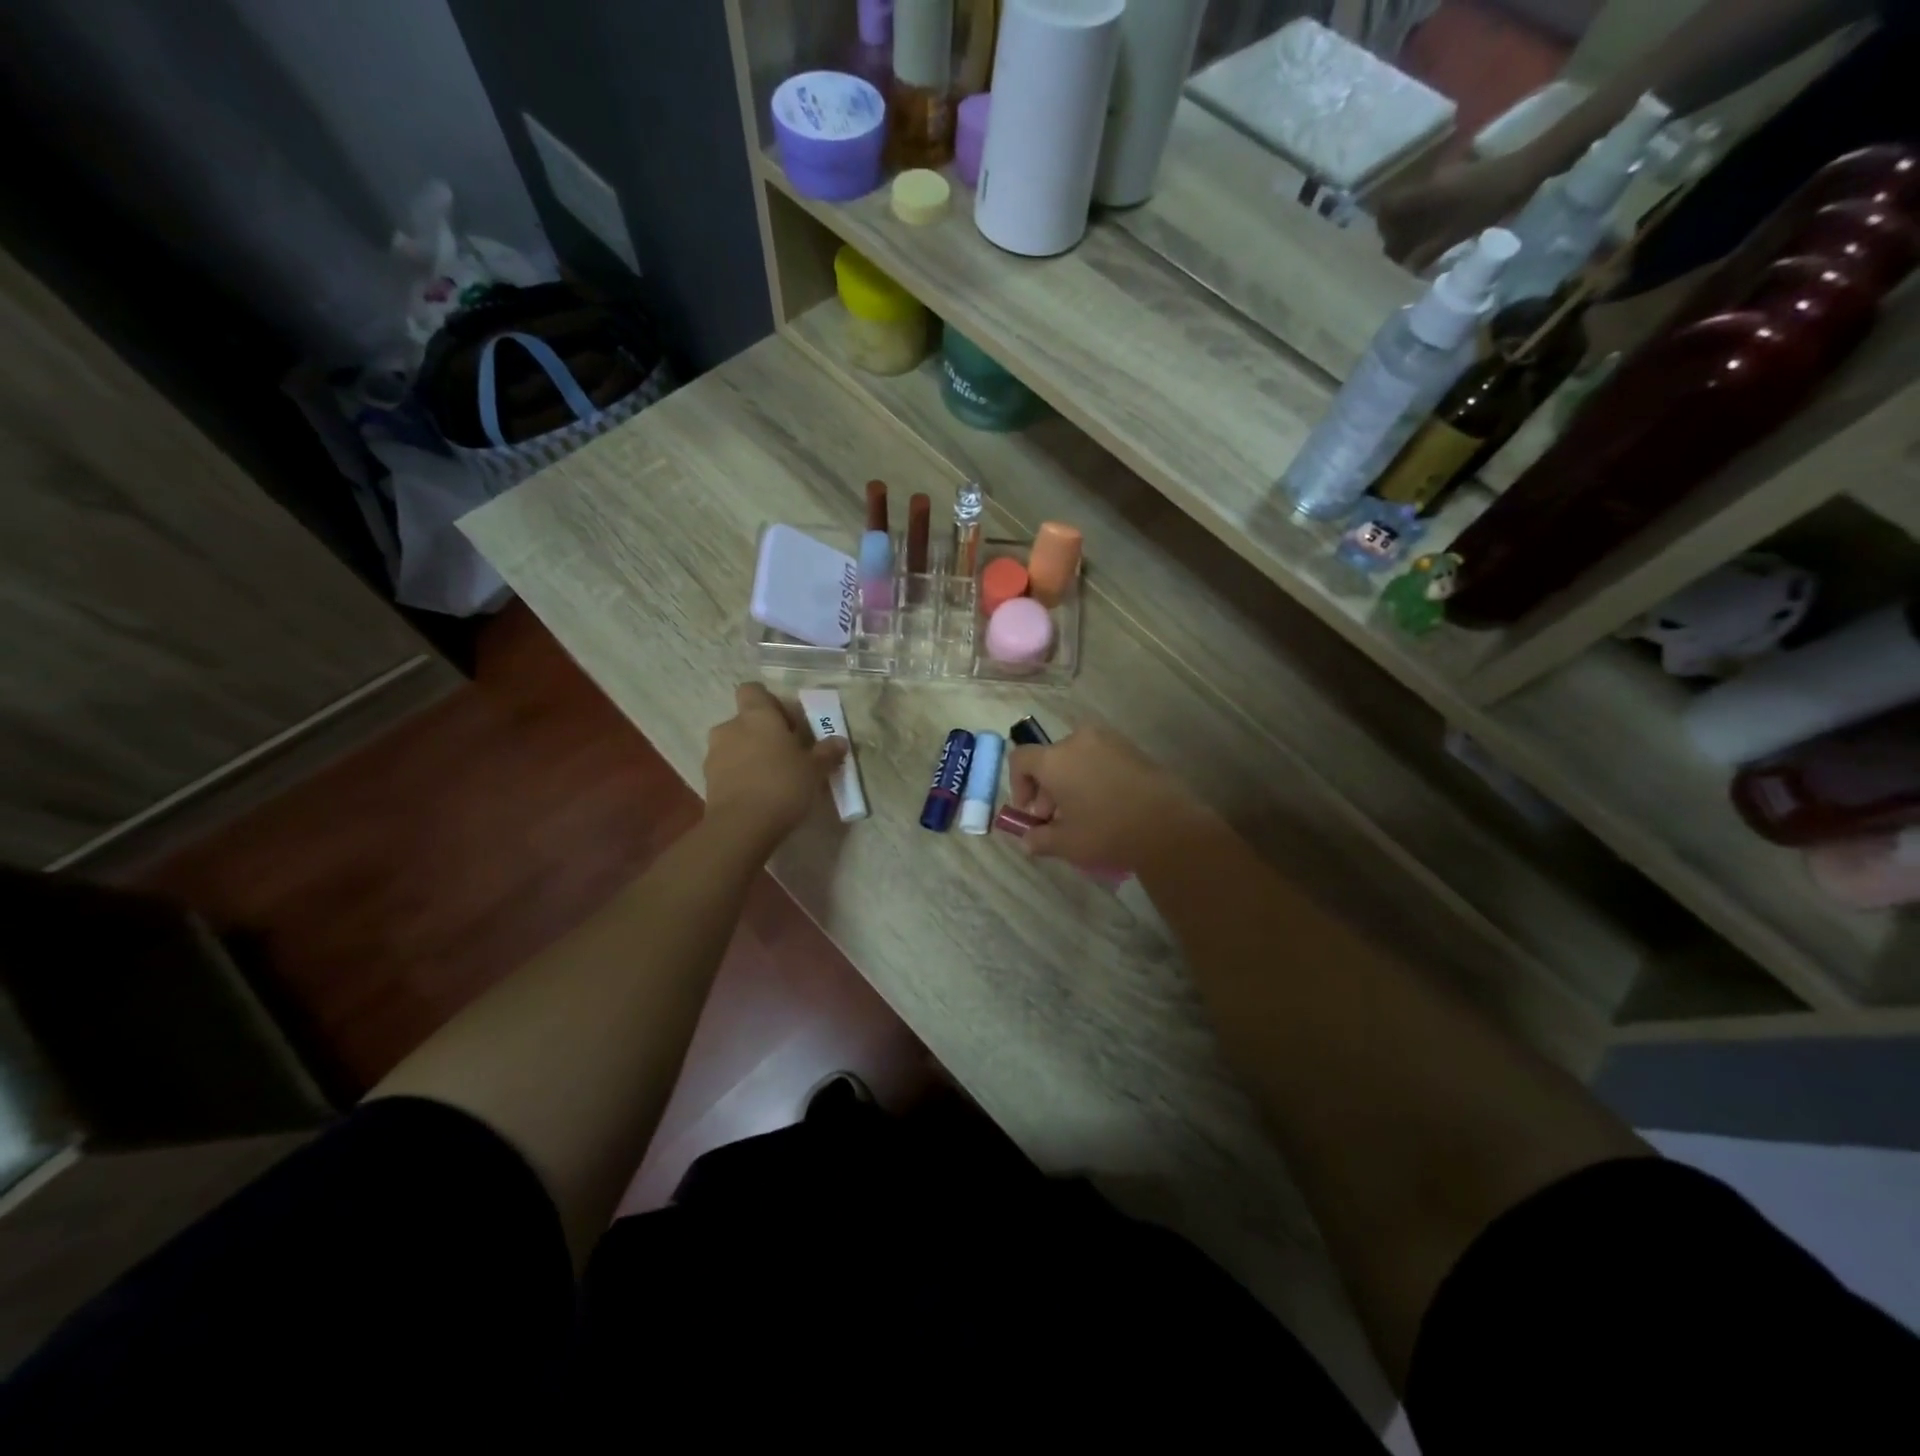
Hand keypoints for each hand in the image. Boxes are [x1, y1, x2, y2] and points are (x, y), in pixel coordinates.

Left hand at [702, 684, 846, 848]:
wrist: (742, 826)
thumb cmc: (783, 784)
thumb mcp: (814, 769)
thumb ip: (826, 752)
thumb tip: (839, 741)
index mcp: (756, 716)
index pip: (753, 690)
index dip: (770, 702)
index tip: (788, 722)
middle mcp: (730, 727)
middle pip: (745, 720)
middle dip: (763, 733)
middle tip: (787, 753)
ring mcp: (714, 754)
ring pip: (735, 745)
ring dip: (751, 755)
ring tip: (773, 777)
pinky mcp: (707, 781)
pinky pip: (728, 768)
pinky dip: (741, 775)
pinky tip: (759, 794)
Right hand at [1007, 725, 1215, 871]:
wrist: (1169, 826)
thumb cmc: (1108, 831)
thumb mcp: (1067, 843)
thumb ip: (1039, 839)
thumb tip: (1028, 840)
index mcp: (1056, 759)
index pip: (1020, 759)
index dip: (1018, 785)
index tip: (1030, 812)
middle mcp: (1079, 740)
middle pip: (1050, 759)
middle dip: (1047, 789)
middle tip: (1057, 819)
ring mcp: (1109, 741)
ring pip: (1076, 758)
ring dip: (1071, 782)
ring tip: (1084, 814)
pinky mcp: (1133, 748)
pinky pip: (1101, 758)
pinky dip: (1094, 776)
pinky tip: (1107, 805)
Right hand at [1375, 152, 1541, 272]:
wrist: (1528, 168)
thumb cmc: (1489, 201)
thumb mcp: (1456, 233)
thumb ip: (1428, 252)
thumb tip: (1406, 268)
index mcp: (1424, 193)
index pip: (1387, 206)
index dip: (1382, 225)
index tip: (1389, 242)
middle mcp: (1429, 181)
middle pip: (1398, 204)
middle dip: (1396, 226)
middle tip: (1403, 248)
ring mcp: (1444, 176)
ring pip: (1415, 201)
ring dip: (1412, 221)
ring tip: (1421, 241)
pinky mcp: (1457, 176)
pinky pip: (1431, 197)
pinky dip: (1428, 213)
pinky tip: (1438, 226)